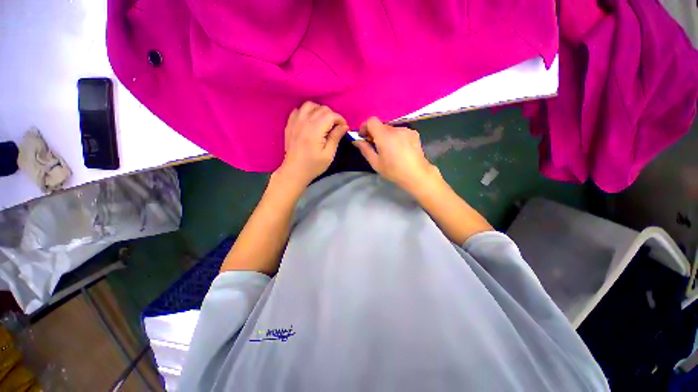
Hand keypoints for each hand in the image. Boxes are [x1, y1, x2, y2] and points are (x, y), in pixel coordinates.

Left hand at [276, 102, 347, 187]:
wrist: (294, 171)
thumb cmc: (313, 165)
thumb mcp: (328, 154)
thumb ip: (336, 137)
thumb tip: (344, 126)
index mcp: (315, 129)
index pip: (331, 115)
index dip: (340, 119)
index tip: (344, 128)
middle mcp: (304, 121)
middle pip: (322, 108)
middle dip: (332, 115)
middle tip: (335, 127)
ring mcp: (295, 122)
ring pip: (310, 105)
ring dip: (319, 110)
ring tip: (323, 121)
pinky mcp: (290, 124)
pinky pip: (299, 110)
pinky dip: (307, 112)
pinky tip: (310, 121)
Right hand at [353, 117, 440, 194]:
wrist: (417, 174)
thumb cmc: (394, 171)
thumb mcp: (375, 163)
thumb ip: (365, 149)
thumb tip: (356, 140)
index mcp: (384, 136)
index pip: (371, 120)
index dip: (365, 126)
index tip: (364, 137)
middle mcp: (396, 129)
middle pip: (381, 126)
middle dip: (375, 134)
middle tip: (376, 147)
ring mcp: (406, 130)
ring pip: (391, 129)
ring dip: (386, 136)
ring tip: (390, 150)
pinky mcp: (414, 133)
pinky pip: (400, 132)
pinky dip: (396, 137)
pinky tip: (400, 149)